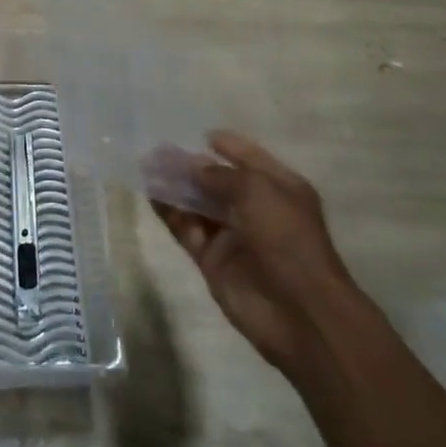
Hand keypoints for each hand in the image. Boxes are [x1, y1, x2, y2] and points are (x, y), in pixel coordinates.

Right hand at [152, 132, 358, 376]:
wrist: (299, 311)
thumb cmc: (287, 237)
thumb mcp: (257, 190)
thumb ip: (220, 175)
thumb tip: (193, 168)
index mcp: (279, 187)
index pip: (249, 158)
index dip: (227, 146)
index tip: (200, 135)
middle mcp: (256, 208)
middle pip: (218, 181)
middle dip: (190, 165)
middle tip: (157, 151)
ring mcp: (233, 235)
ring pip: (198, 204)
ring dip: (175, 187)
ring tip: (146, 167)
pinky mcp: (213, 260)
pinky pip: (187, 229)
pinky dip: (170, 213)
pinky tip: (152, 195)